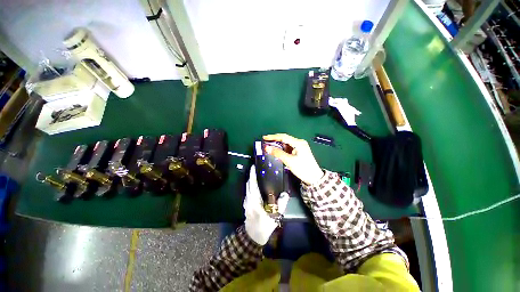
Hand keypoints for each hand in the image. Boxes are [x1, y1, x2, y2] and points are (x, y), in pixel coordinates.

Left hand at [244, 166, 288, 244]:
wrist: (253, 236)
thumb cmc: (264, 226)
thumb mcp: (274, 217)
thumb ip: (280, 205)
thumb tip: (285, 194)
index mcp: (254, 200)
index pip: (253, 184)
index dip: (252, 175)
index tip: (253, 167)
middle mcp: (248, 199)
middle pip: (249, 184)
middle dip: (251, 176)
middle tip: (257, 169)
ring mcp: (246, 202)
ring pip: (247, 188)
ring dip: (250, 181)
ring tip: (256, 175)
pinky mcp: (246, 205)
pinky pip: (247, 192)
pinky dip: (250, 186)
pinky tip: (255, 186)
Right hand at [263, 134, 324, 184]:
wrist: (313, 178)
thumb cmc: (303, 168)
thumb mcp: (289, 160)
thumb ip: (277, 153)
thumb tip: (267, 148)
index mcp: (298, 143)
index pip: (283, 137)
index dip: (273, 137)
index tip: (265, 138)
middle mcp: (299, 143)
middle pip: (285, 139)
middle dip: (275, 141)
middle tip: (266, 142)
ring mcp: (300, 147)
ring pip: (286, 144)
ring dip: (278, 145)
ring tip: (270, 147)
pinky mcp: (299, 152)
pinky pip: (288, 148)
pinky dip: (282, 149)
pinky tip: (277, 151)